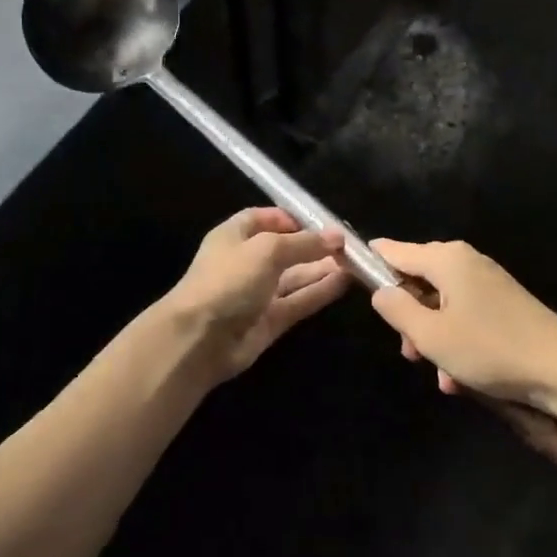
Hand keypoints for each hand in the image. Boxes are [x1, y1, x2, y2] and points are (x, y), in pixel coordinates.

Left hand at [156, 209, 348, 383]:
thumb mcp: (267, 250)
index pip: (264, 219)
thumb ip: (304, 243)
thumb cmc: (228, 279)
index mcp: (235, 235)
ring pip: (296, 276)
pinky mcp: (270, 320)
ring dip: (322, 268)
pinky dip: (320, 292)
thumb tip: (337, 236)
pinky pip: (299, 301)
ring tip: (356, 262)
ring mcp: (258, 293)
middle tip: (350, 246)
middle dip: (314, 245)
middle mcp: (247, 261)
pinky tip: (345, 282)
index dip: (291, 218)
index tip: (322, 222)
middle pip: (285, 248)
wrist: (200, 338)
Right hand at [370, 239, 556, 405]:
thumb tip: (381, 291)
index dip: (370, 262)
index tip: (348, 272)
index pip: (394, 251)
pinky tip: (462, 379)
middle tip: (411, 354)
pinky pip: (465, 317)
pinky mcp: (503, 305)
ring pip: (441, 305)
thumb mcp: (432, 335)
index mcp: (446, 259)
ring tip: (441, 376)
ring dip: (434, 339)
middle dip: (408, 318)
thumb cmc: (490, 348)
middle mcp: (465, 262)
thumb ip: (397, 310)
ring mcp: (486, 282)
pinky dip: (457, 343)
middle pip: (418, 280)